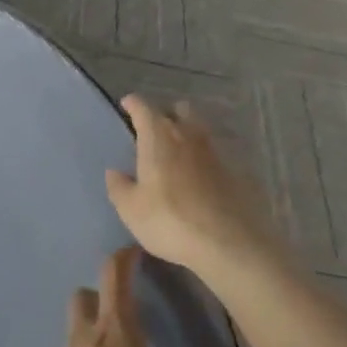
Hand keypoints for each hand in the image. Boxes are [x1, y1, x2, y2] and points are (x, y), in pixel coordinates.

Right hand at [106, 95, 279, 280]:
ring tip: (176, 152)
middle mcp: (186, 135)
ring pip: (198, 129)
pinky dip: (202, 159)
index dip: (133, 104)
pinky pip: (213, 154)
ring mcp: (213, 151)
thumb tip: (114, 171)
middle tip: (155, 130)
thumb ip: (119, 187)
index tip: (126, 105)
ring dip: (187, 133)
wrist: (227, 243)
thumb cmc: (170, 220)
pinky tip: (197, 177)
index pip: (143, 108)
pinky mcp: (232, 171)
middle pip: (178, 110)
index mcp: (158, 137)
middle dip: (166, 114)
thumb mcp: (131, 209)